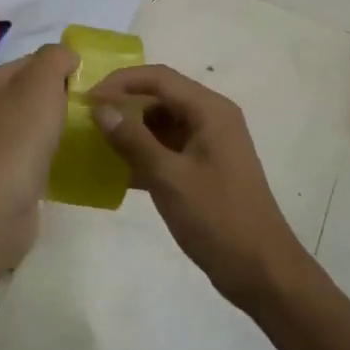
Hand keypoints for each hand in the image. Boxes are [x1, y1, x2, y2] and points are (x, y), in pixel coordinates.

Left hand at [0, 44, 77, 261]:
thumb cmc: (19, 136)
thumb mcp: (42, 82)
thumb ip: (56, 57)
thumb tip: (66, 57)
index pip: (29, 62)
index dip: (60, 69)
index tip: (87, 86)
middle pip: (28, 94)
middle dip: (58, 99)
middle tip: (87, 112)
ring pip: (29, 126)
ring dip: (53, 129)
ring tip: (80, 137)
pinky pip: (28, 156)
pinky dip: (46, 156)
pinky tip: (64, 163)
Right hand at [90, 66, 306, 306]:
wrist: (262, 271)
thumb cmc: (217, 218)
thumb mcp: (169, 178)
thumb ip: (133, 140)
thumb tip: (100, 109)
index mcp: (210, 110)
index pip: (159, 77)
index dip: (120, 82)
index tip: (87, 99)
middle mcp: (212, 118)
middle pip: (161, 96)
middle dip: (124, 104)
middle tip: (86, 119)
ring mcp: (210, 144)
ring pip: (163, 123)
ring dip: (132, 130)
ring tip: (95, 142)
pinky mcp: (205, 168)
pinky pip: (169, 148)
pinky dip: (144, 153)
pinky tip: (116, 170)